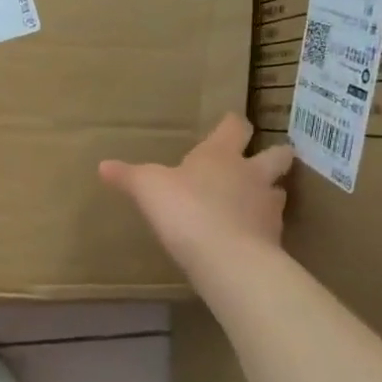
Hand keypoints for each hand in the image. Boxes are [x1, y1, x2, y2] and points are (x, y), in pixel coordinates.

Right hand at [98, 115, 293, 273]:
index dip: (232, 124)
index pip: (235, 127)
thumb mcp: (146, 188)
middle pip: (277, 154)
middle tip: (261, 160)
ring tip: (254, 202)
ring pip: (278, 191)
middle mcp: (251, 174)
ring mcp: (267, 207)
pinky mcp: (273, 239)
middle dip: (273, 154)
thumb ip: (128, 176)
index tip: (230, 123)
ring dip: (268, 193)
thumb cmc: (185, 209)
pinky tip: (246, 238)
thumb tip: (103, 166)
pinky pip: (271, 228)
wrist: (226, 258)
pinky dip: (261, 230)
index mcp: (221, 154)